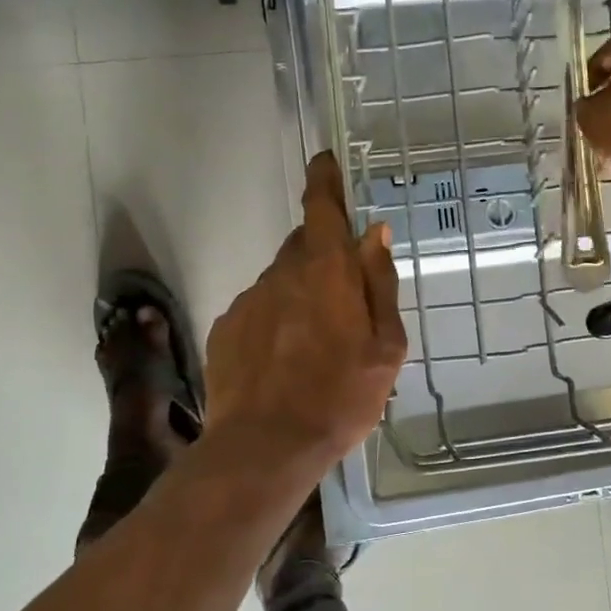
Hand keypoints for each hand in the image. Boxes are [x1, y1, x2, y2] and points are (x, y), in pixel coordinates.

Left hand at [205, 152, 406, 474]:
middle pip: (304, 246)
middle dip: (325, 258)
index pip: (321, 206)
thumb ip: (380, 283)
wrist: (266, 448)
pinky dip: (275, 322)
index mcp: (325, 271)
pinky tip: (284, 363)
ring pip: (281, 281)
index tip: (327, 162)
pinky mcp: (225, 328)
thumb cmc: (341, 397)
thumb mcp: (385, 346)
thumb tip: (374, 234)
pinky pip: (258, 310)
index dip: (325, 179)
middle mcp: (281, 273)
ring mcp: (248, 300)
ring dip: (300, 296)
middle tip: (344, 301)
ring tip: (315, 347)